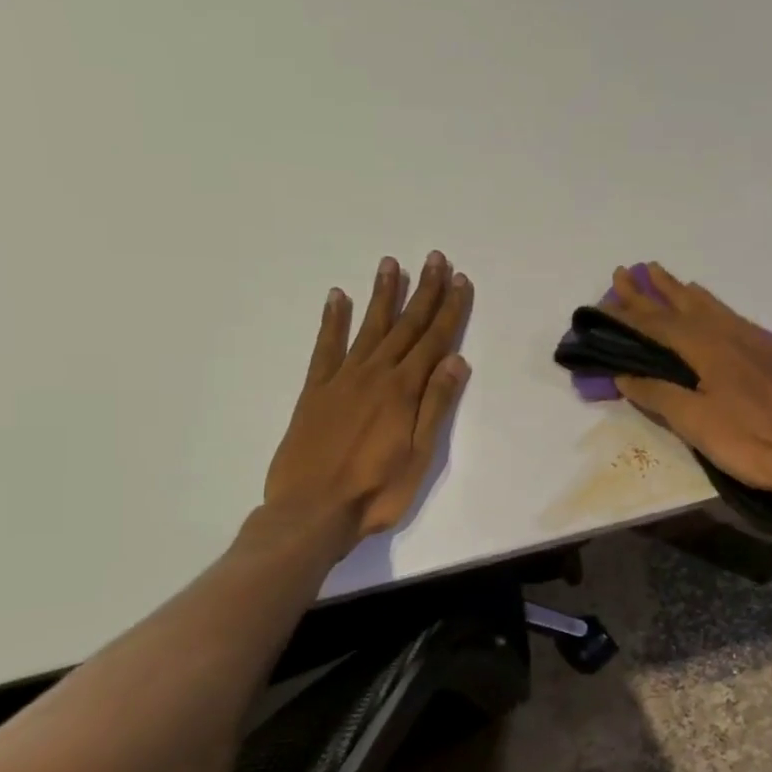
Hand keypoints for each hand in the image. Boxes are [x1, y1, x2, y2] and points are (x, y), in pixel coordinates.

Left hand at [259, 251, 472, 558]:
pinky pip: (325, 347)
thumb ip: (435, 404)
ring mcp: (342, 379)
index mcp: (404, 390)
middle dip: (424, 291)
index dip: (450, 310)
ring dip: (382, 295)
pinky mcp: (314, 391)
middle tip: (435, 258)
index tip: (460, 280)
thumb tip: (455, 359)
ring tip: (391, 264)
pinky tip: (338, 297)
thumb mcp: (420, 454)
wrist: (311, 512)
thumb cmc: (377, 490)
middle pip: (405, 325)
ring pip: (368, 327)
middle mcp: (375, 375)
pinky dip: (333, 321)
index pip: (435, 341)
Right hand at [601, 263, 771, 499]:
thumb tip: (624, 374)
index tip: (606, 300)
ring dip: (682, 292)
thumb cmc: (750, 443)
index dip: (630, 314)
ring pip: (712, 307)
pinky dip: (711, 306)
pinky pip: (733, 317)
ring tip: (662, 275)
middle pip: (684, 306)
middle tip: (627, 272)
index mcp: (709, 347)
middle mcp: (731, 334)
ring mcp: (756, 341)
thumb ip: (659, 395)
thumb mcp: (696, 423)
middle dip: (652, 291)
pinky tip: (711, 310)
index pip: (660, 325)